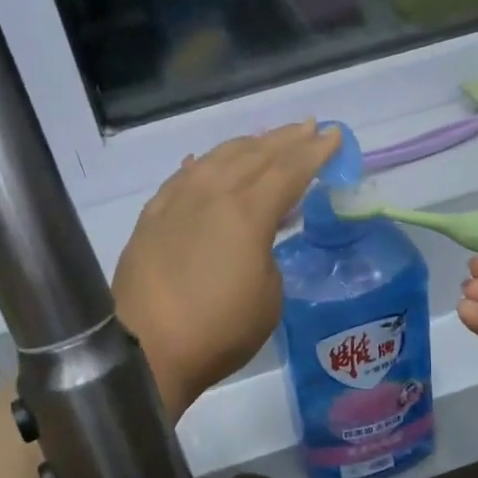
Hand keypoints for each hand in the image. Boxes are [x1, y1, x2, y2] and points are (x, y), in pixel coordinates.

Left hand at [114, 122, 340, 418]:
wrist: (144, 349)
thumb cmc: (217, 331)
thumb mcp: (268, 299)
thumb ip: (267, 257)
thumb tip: (253, 241)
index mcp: (247, 213)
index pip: (289, 171)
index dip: (315, 152)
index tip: (333, 135)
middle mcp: (211, 194)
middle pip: (254, 155)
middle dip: (286, 139)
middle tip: (309, 128)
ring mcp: (177, 202)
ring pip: (216, 158)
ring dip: (247, 145)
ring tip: (266, 140)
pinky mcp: (151, 217)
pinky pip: (182, 177)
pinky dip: (200, 165)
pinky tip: (204, 162)